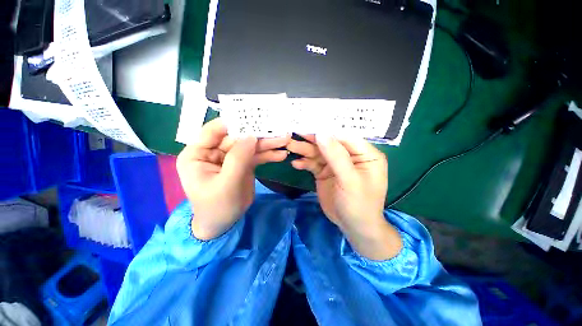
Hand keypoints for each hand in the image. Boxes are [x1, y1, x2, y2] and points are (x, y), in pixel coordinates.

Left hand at [177, 119, 289, 239]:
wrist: (224, 224)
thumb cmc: (217, 206)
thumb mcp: (226, 183)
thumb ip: (238, 159)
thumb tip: (251, 136)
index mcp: (198, 154)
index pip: (213, 131)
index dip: (233, 123)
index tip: (254, 118)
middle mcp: (213, 152)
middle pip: (237, 138)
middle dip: (259, 136)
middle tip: (279, 132)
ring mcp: (230, 158)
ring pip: (249, 147)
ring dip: (267, 145)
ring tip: (285, 142)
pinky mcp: (243, 165)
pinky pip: (256, 157)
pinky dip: (268, 156)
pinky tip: (281, 155)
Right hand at [287, 135, 401, 259]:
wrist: (353, 227)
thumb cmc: (359, 204)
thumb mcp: (350, 180)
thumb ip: (336, 156)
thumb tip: (321, 133)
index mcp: (365, 154)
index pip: (345, 136)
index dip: (327, 130)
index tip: (308, 124)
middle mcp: (350, 156)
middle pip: (329, 143)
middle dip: (312, 140)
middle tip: (294, 135)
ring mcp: (336, 164)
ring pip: (319, 153)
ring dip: (305, 150)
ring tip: (290, 147)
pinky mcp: (325, 172)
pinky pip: (313, 164)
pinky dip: (305, 163)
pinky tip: (296, 164)